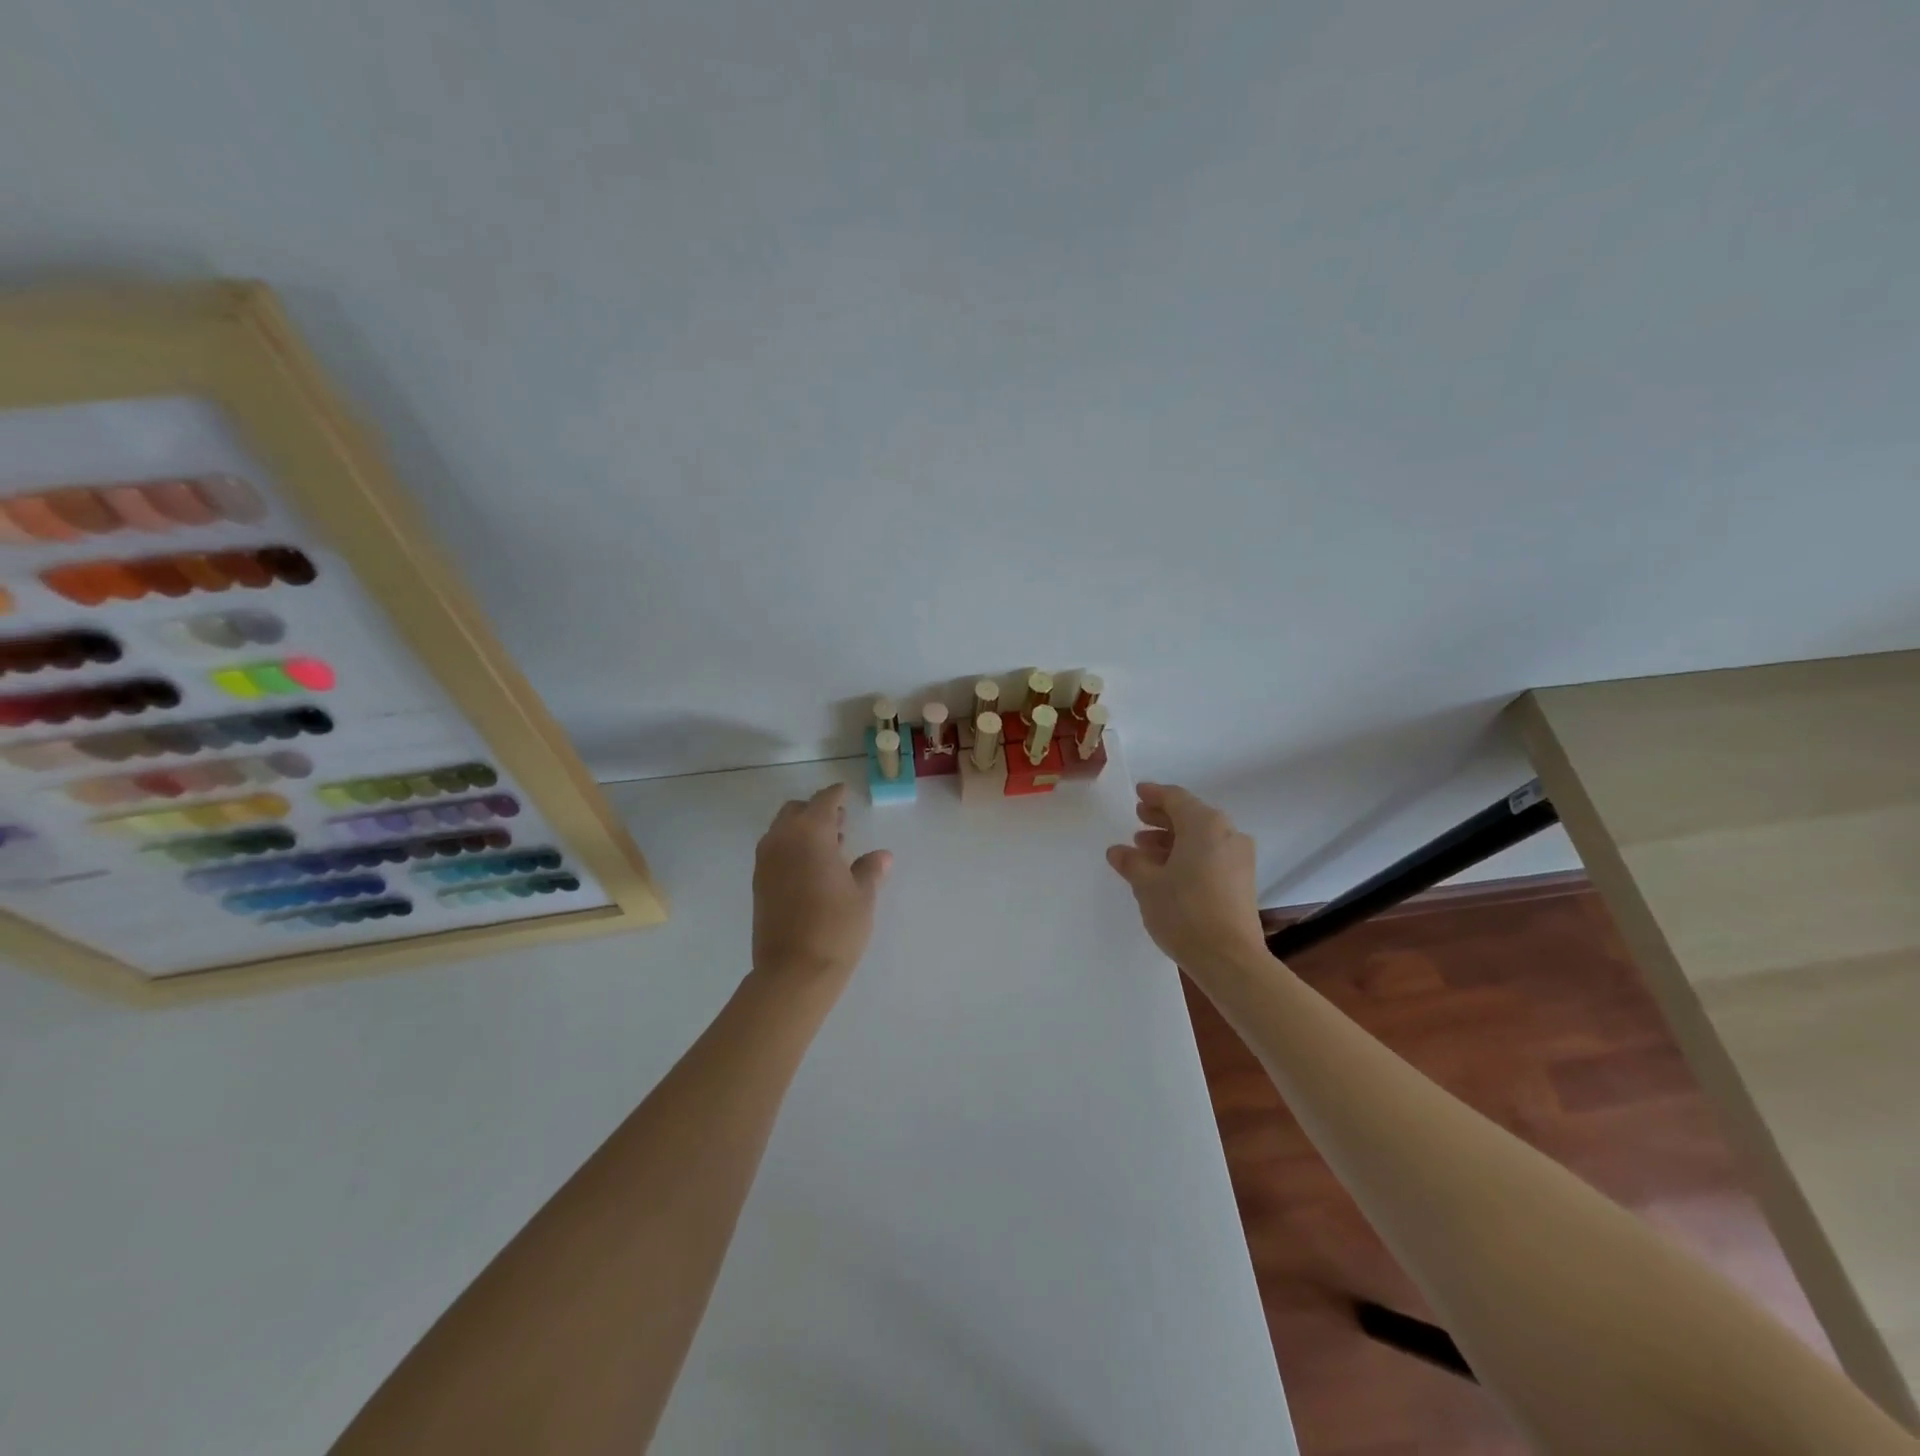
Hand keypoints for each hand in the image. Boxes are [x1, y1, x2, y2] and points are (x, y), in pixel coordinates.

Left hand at [752, 783, 891, 989]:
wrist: (794, 971)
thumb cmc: (836, 927)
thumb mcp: (862, 896)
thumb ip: (869, 870)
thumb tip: (882, 856)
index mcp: (810, 833)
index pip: (823, 801)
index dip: (836, 794)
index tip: (845, 792)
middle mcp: (782, 840)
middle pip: (796, 811)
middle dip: (816, 811)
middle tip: (840, 823)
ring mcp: (765, 862)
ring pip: (782, 830)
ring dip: (802, 829)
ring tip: (829, 847)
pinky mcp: (759, 883)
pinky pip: (774, 851)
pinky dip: (791, 848)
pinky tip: (811, 868)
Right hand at [1106, 783, 1267, 973]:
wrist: (1229, 958)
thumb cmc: (1184, 911)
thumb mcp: (1147, 884)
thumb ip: (1132, 862)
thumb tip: (1118, 851)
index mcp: (1205, 824)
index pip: (1176, 799)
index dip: (1154, 795)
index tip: (1138, 794)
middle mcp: (1227, 834)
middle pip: (1191, 816)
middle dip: (1163, 818)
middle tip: (1139, 820)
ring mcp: (1239, 858)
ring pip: (1202, 837)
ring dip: (1174, 839)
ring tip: (1146, 851)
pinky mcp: (1243, 881)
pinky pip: (1212, 855)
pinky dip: (1190, 855)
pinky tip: (1168, 871)